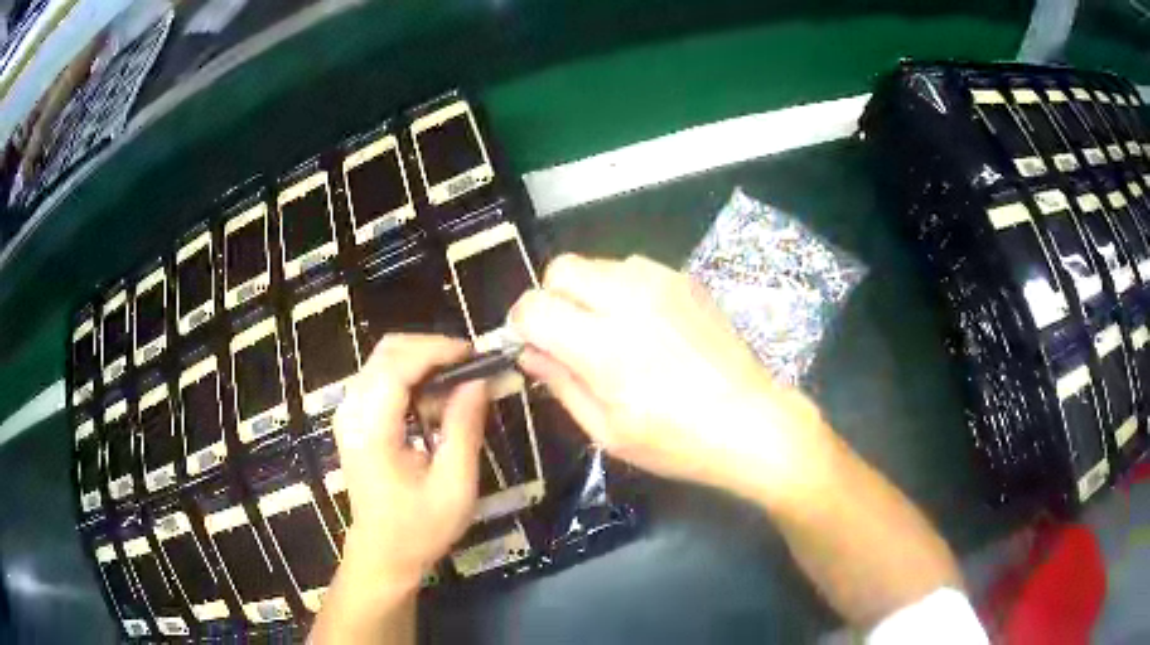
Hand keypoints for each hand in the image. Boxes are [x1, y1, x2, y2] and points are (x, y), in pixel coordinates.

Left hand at [332, 334, 487, 586]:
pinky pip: (380, 378)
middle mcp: (352, 413)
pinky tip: (434, 399)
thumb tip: (479, 380)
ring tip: (459, 381)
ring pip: (383, 361)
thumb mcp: (454, 485)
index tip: (475, 354)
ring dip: (422, 361)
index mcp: (372, 430)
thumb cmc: (420, 527)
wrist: (383, 554)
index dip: (437, 350)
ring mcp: (348, 414)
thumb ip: (464, 428)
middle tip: (471, 365)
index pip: (397, 366)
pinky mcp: (354, 420)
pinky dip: (411, 376)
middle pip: (386, 353)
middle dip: (431, 349)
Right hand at [510, 254, 835, 504]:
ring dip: (588, 292)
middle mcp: (628, 300)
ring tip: (610, 331)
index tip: (531, 343)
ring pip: (598, 264)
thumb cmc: (677, 441)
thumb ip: (561, 383)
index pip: (534, 306)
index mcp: (602, 346)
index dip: (521, 323)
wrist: (752, 421)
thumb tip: (528, 352)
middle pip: (561, 268)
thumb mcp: (608, 430)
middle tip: (567, 335)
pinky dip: (622, 289)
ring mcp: (661, 283)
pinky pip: (633, 268)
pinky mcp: (685, 280)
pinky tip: (644, 325)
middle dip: (551, 298)